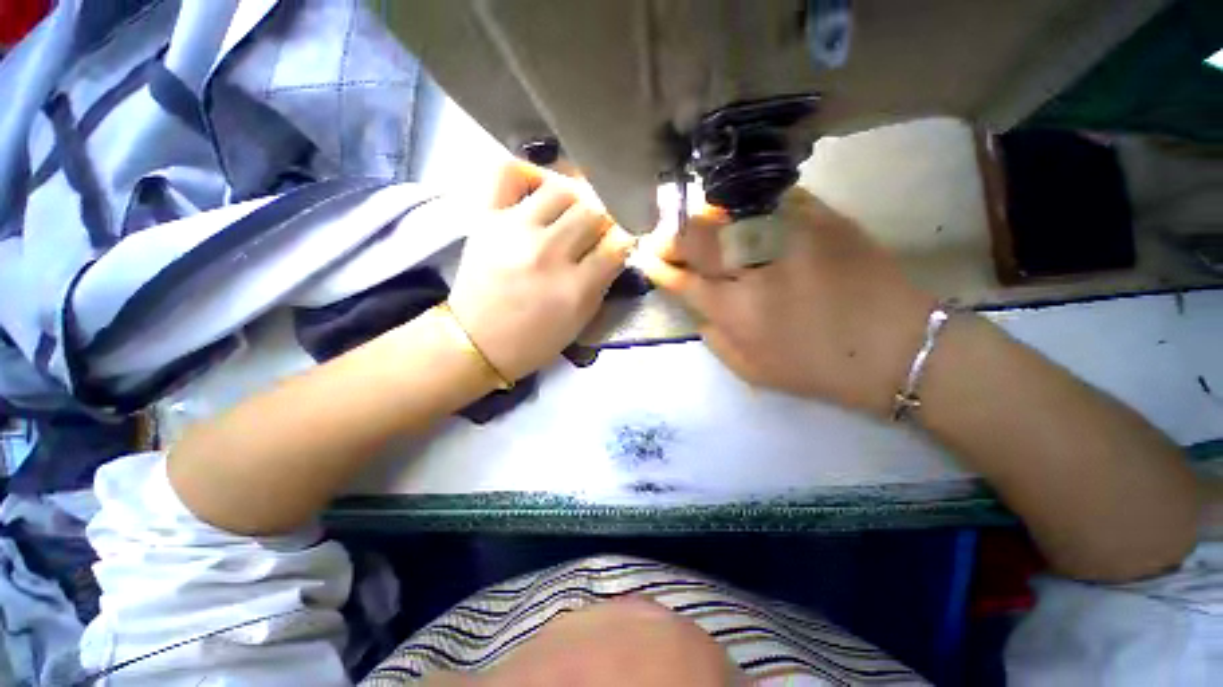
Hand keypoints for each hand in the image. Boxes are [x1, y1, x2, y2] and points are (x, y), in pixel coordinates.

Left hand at [447, 160, 635, 380]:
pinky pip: (510, 173)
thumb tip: (617, 247)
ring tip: (572, 215)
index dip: (626, 240)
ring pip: (563, 189)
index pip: (617, 245)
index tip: (622, 242)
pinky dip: (530, 175)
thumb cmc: (535, 340)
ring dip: (576, 201)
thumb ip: (602, 282)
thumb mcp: (580, 320)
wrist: (477, 341)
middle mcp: (548, 253)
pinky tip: (540, 192)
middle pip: (594, 212)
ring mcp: (515, 230)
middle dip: (605, 221)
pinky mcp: (487, 218)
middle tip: (598, 232)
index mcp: (574, 288)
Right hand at [638, 189, 935, 416]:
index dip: (660, 267)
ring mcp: (790, 236)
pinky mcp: (822, 218)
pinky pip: (770, 198)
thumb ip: (713, 336)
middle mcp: (756, 269)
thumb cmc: (817, 369)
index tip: (647, 259)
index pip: (683, 280)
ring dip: (702, 215)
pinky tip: (737, 210)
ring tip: (694, 222)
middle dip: (673, 236)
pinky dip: (745, 202)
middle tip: (665, 238)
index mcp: (737, 312)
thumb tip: (695, 304)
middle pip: (698, 238)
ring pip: (728, 210)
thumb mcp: (751, 370)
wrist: (897, 348)